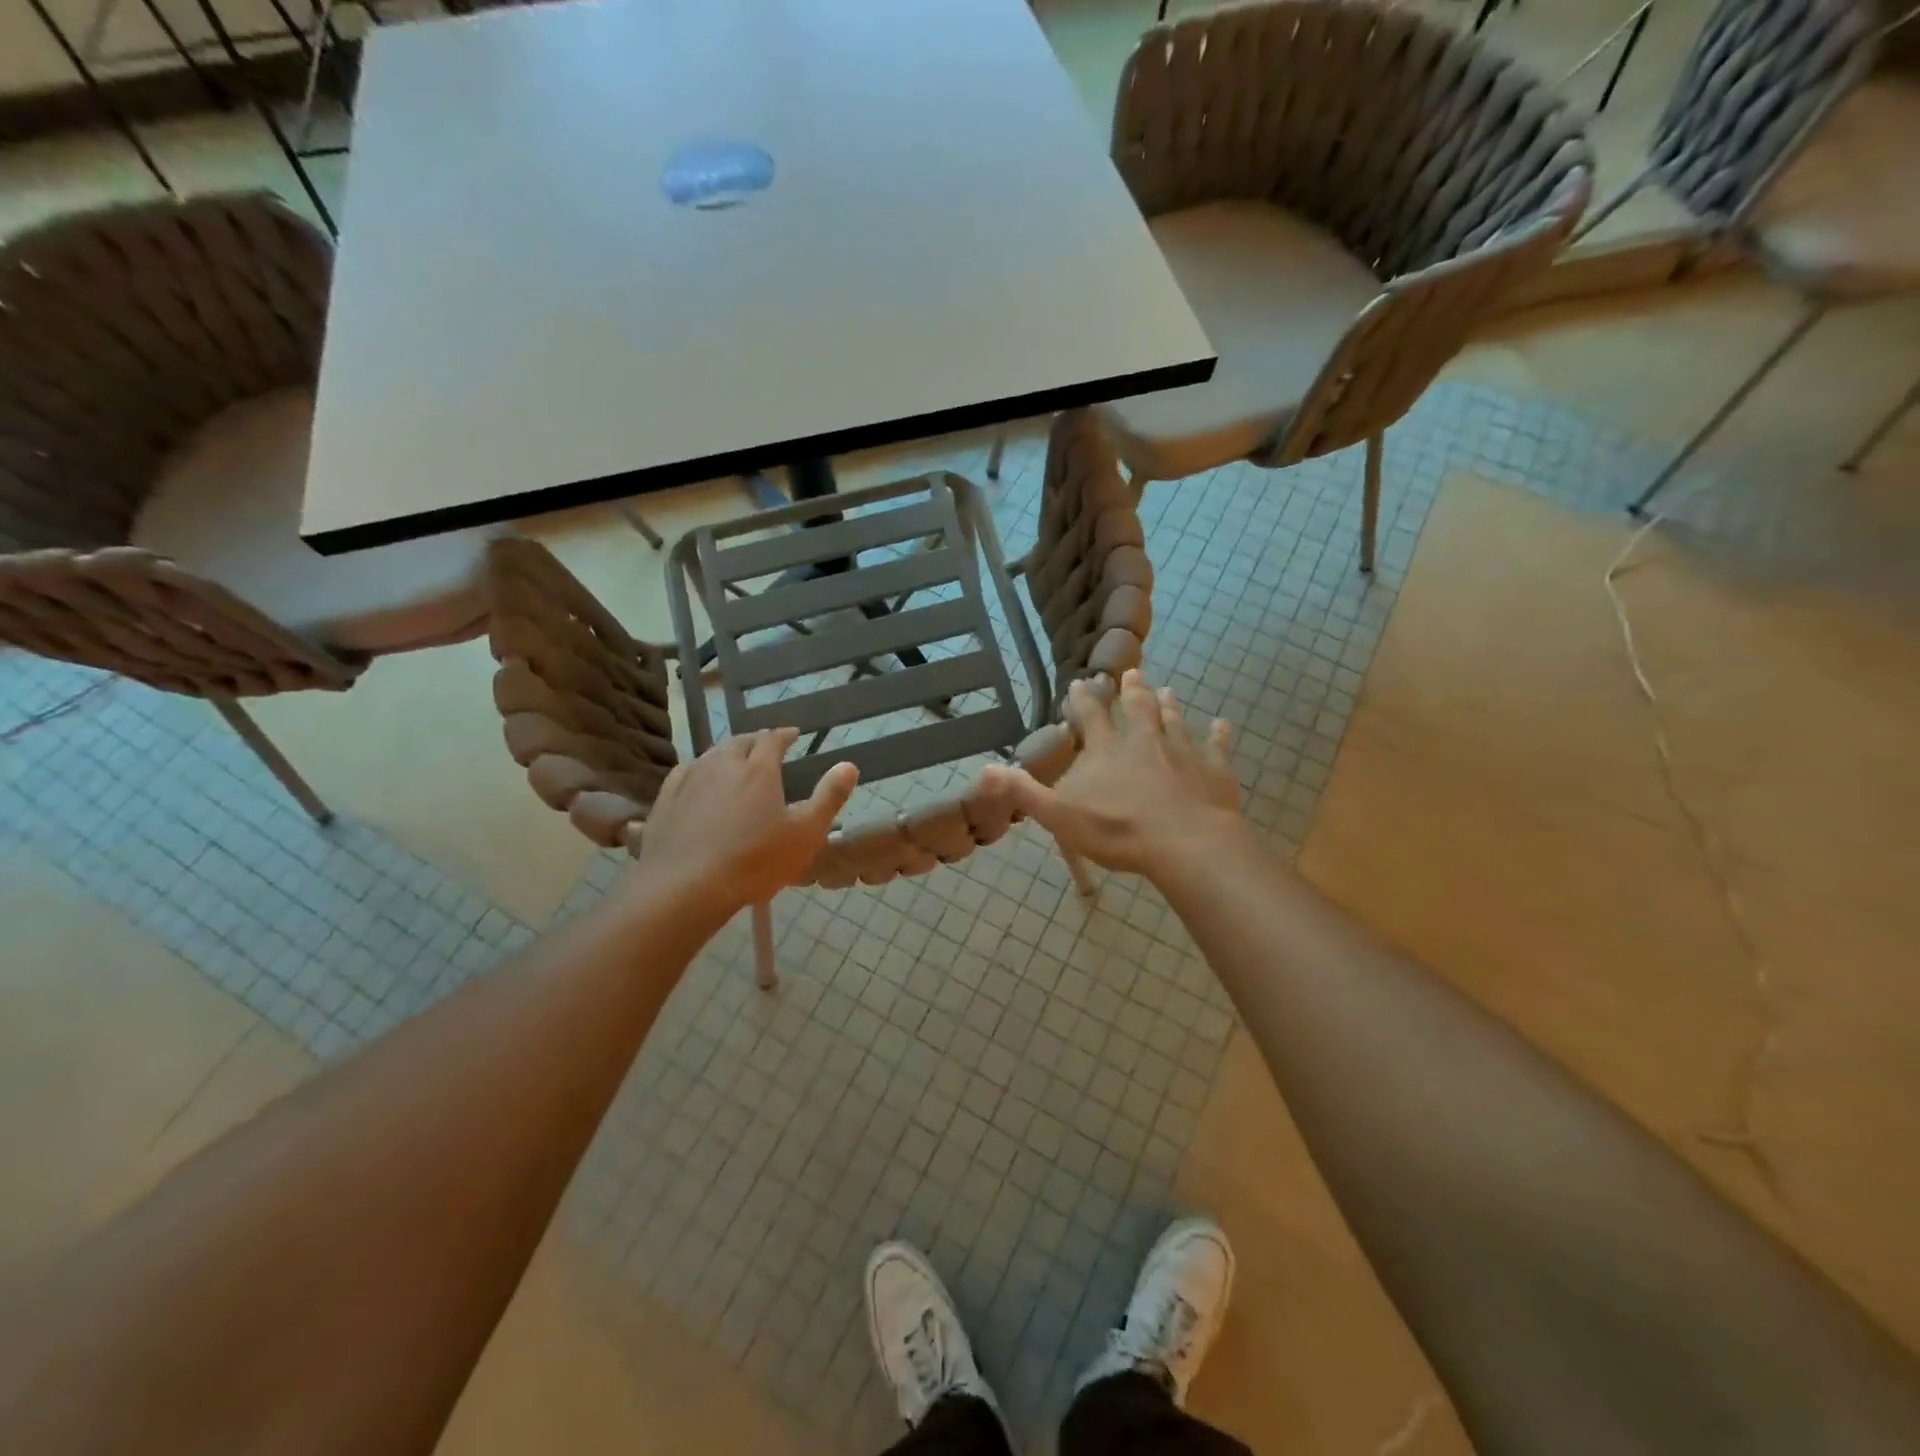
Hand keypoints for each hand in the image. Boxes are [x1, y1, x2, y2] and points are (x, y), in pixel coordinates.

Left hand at [637, 729, 857, 913]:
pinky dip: (699, 771)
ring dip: (727, 754)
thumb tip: (848, 764)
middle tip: (766, 748)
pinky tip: (698, 782)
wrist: (684, 888)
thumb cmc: (754, 861)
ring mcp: (689, 779)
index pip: (773, 739)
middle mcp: (722, 764)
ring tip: (735, 763)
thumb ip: (829, 797)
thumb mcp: (805, 833)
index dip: (785, 735)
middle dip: (756, 741)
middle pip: (740, 742)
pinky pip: (685, 773)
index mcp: (758, 768)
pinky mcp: (665, 799)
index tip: (794, 734)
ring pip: (711, 755)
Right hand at [977, 669, 1246, 878]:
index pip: (1090, 717)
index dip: (1082, 699)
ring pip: (1174, 721)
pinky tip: (1223, 724)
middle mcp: (1143, 741)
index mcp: (1105, 751)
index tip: (1078, 682)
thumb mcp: (1059, 816)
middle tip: (1131, 673)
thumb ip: (1024, 791)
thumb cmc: (1118, 830)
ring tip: (1167, 689)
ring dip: (1169, 705)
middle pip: (1136, 709)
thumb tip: (984, 770)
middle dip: (1131, 690)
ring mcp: (1181, 752)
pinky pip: (1216, 747)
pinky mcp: (1212, 770)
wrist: (1185, 844)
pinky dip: (1219, 734)